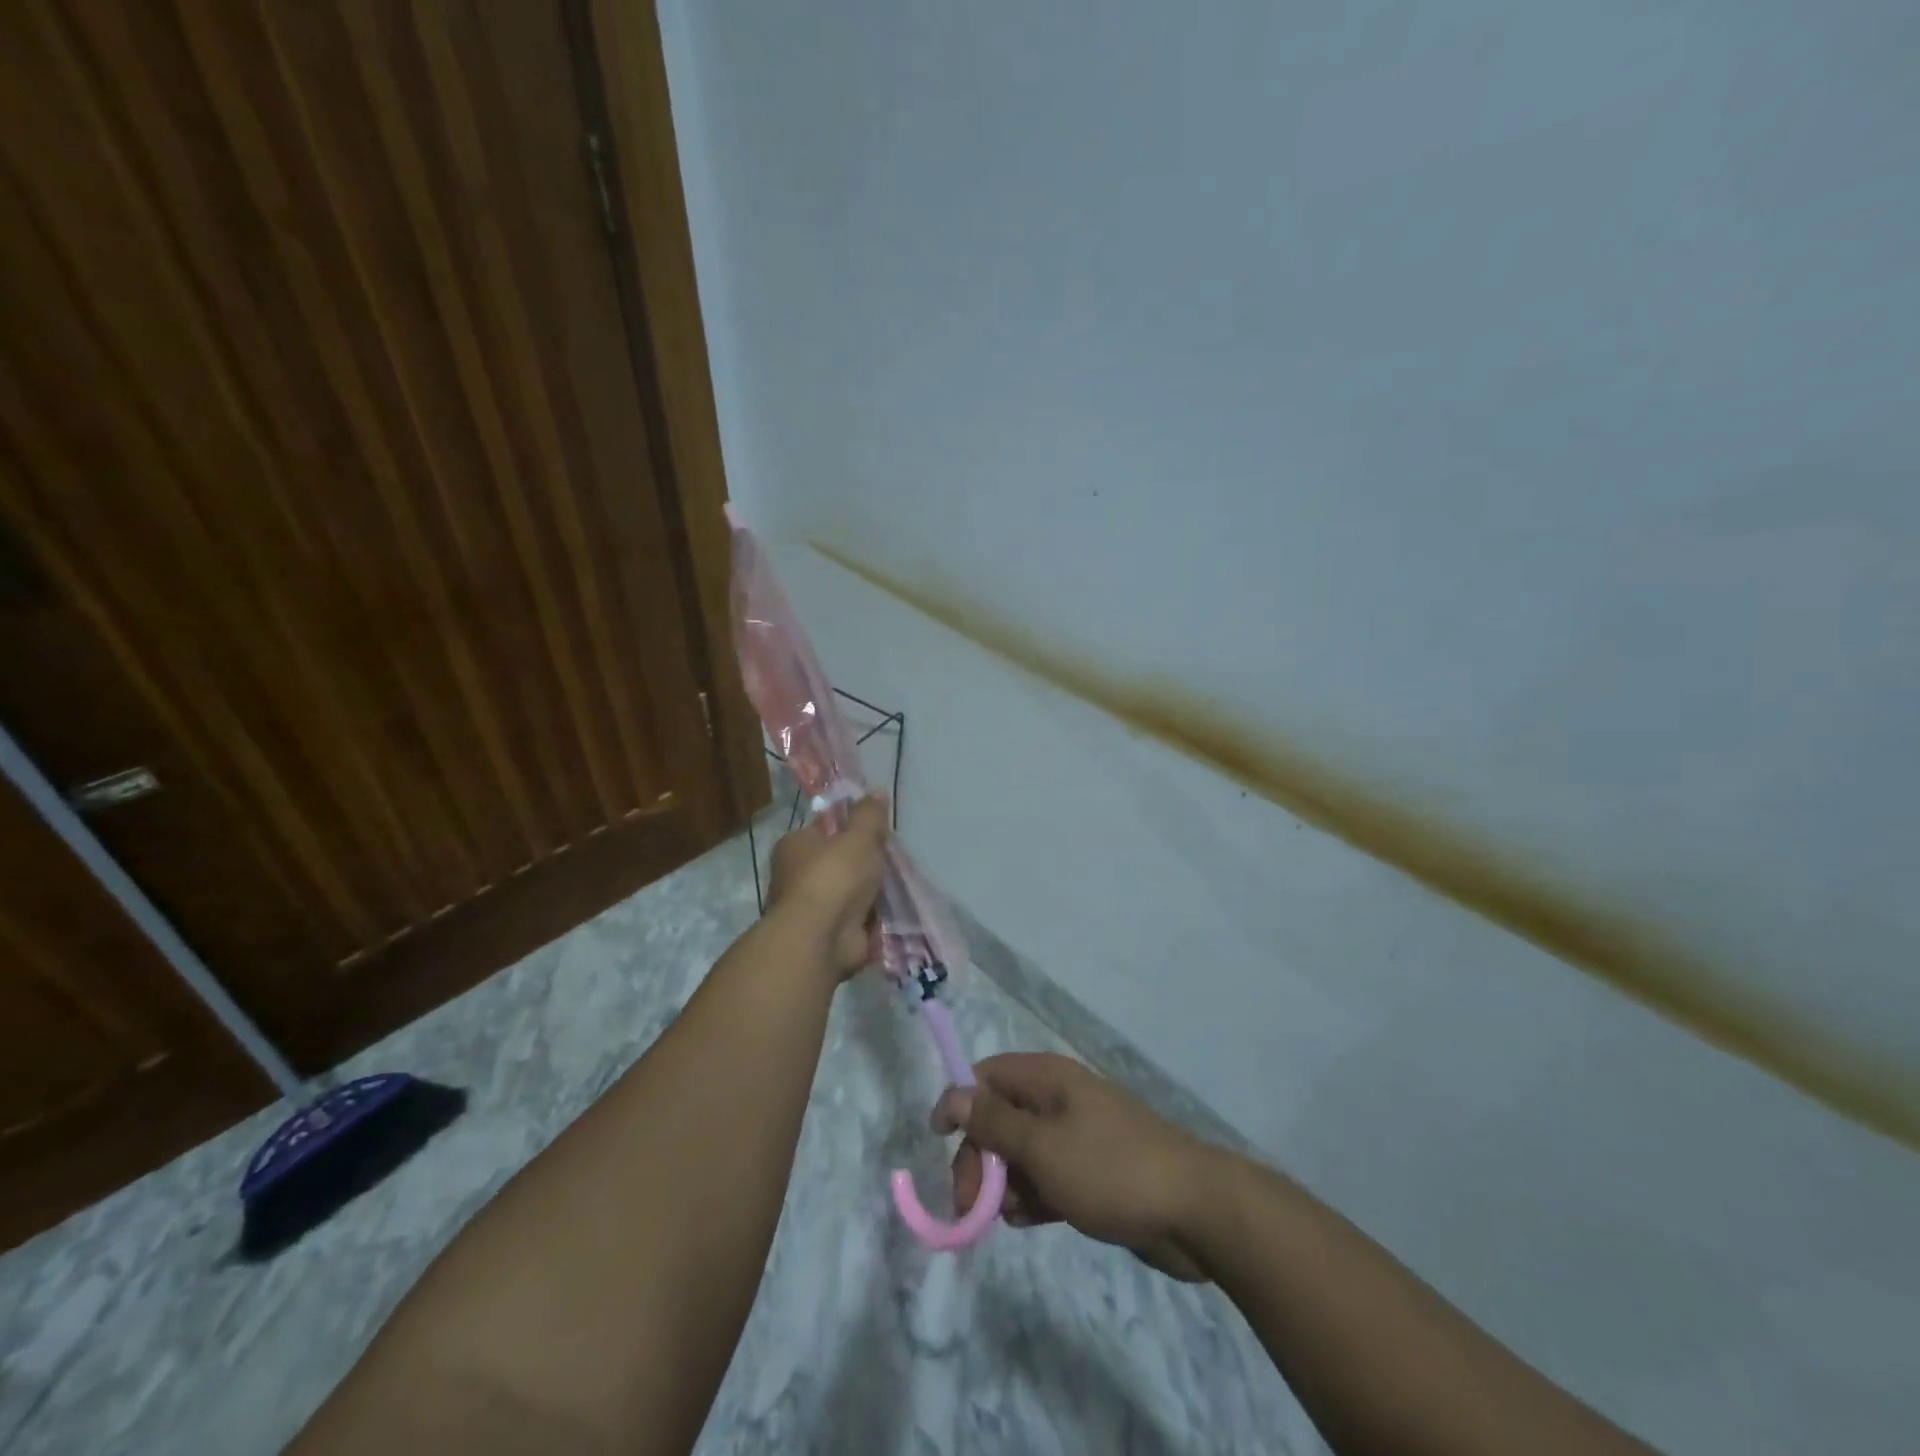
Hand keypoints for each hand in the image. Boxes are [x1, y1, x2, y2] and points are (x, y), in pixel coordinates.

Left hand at [765, 795, 889, 978]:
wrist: (821, 938)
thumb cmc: (834, 877)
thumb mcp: (858, 836)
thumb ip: (869, 815)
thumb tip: (875, 791)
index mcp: (794, 846)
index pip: (824, 830)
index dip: (850, 830)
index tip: (876, 834)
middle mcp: (795, 876)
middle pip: (838, 863)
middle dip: (863, 866)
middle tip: (890, 862)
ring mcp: (811, 909)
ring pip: (848, 894)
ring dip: (869, 895)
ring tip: (897, 888)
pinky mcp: (826, 935)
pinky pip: (855, 921)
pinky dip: (871, 920)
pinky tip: (892, 914)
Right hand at [935, 1052, 1214, 1281]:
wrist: (1194, 1211)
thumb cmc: (1110, 1169)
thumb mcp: (1043, 1147)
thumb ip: (994, 1123)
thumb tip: (952, 1094)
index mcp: (1048, 1078)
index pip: (987, 1076)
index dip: (961, 1104)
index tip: (939, 1143)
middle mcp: (1059, 1099)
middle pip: (1000, 1118)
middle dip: (980, 1157)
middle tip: (972, 1205)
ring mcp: (1078, 1135)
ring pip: (1022, 1152)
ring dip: (1006, 1183)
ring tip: (1009, 1218)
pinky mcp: (1092, 1171)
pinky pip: (1047, 1176)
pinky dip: (1033, 1196)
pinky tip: (1031, 1222)